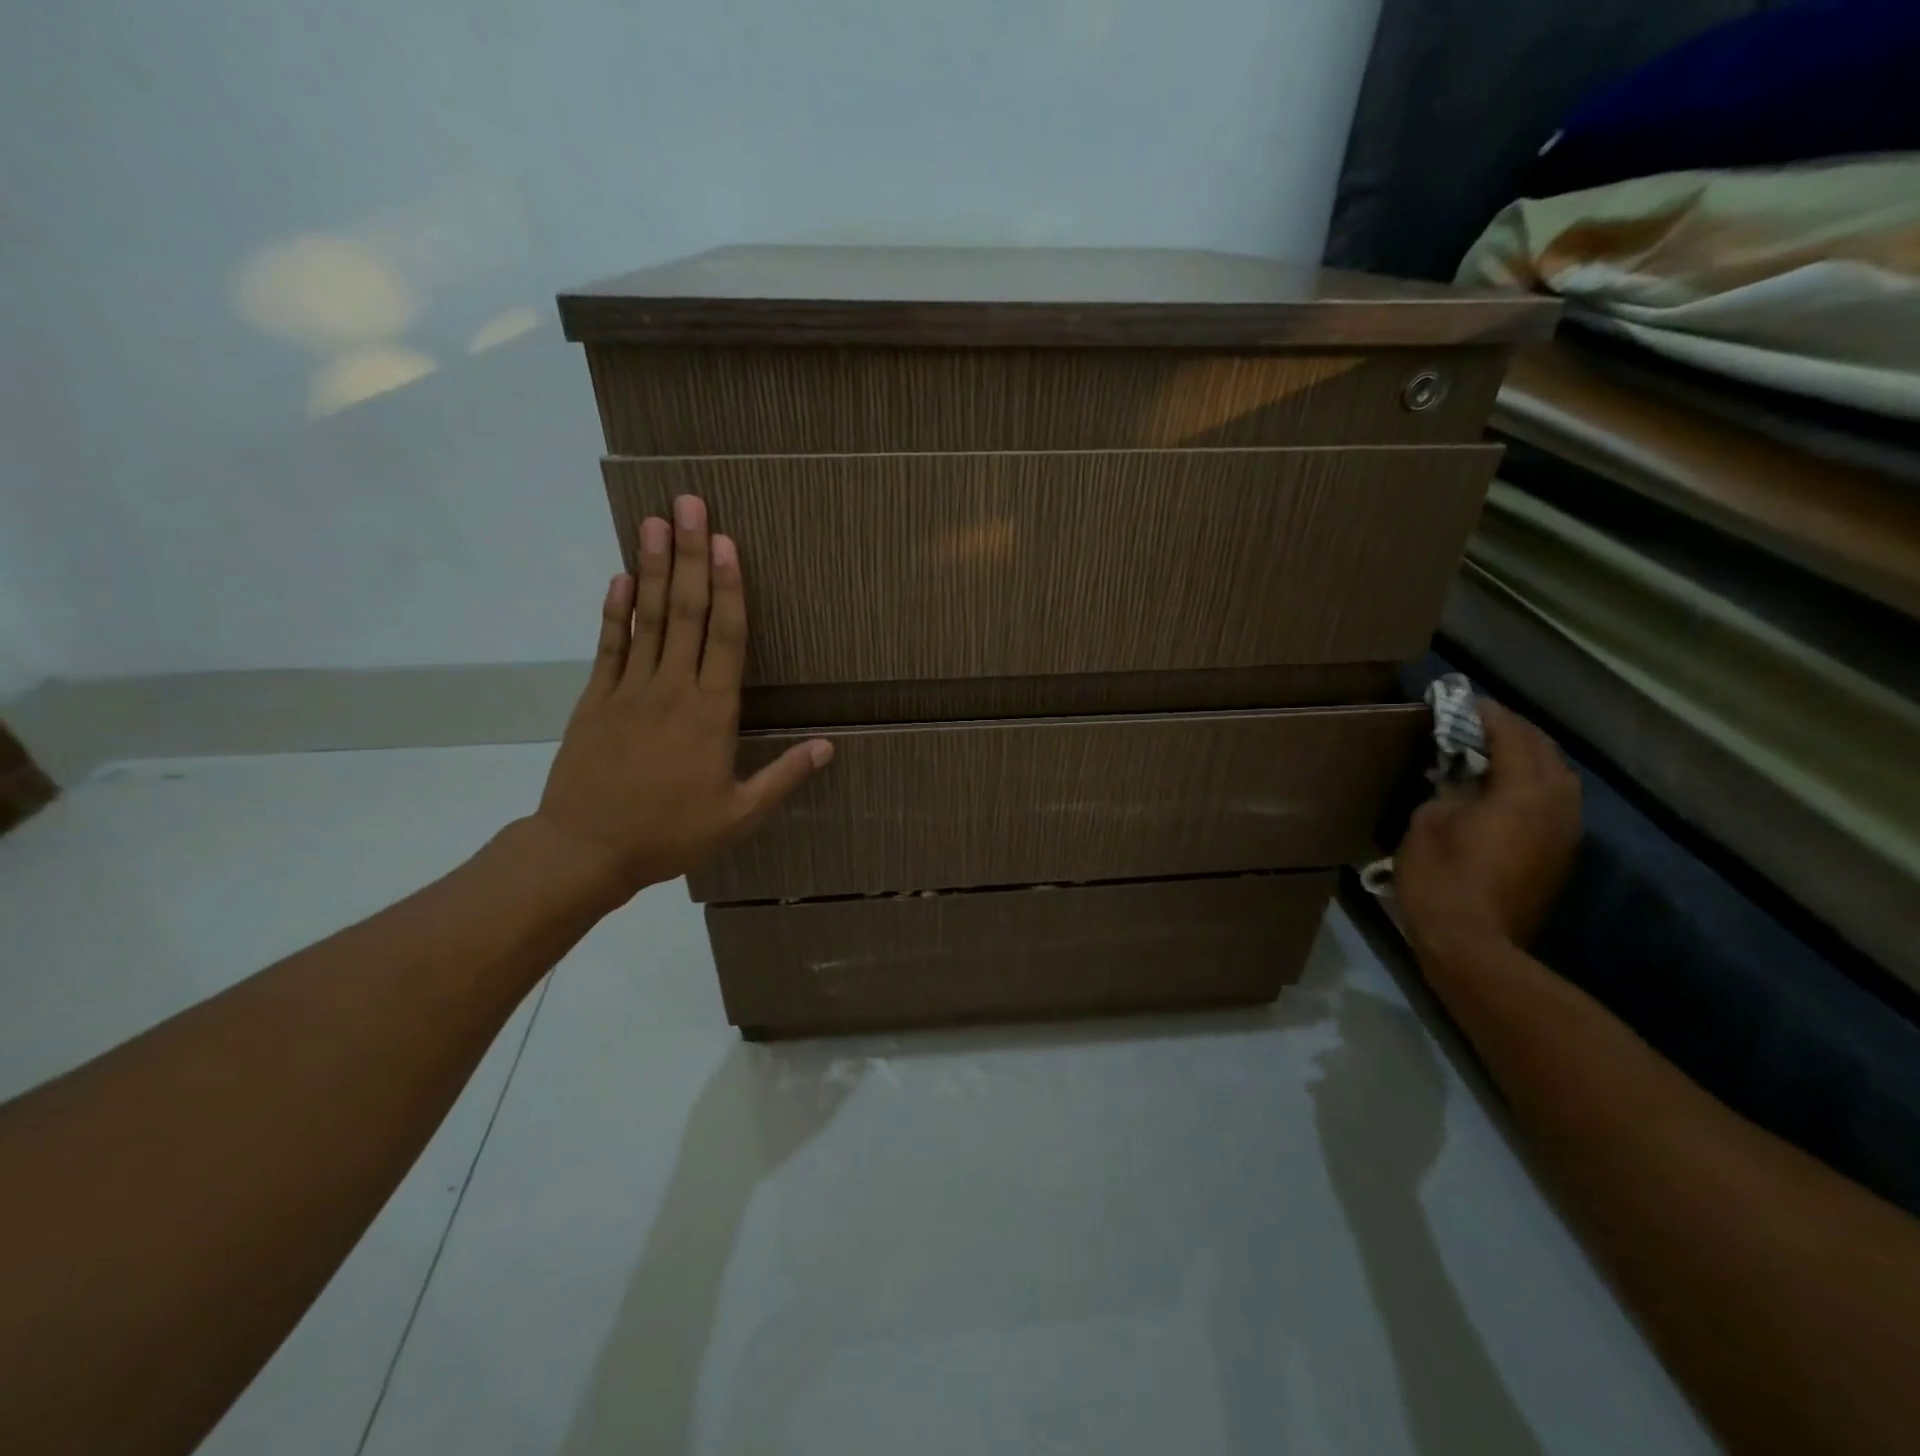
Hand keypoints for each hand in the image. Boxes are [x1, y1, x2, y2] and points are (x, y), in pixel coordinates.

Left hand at [530, 495, 831, 905]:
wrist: (585, 850)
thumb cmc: (670, 835)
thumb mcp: (739, 816)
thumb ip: (783, 777)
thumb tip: (828, 746)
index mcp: (711, 715)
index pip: (724, 639)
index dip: (729, 588)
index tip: (727, 543)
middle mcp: (672, 690)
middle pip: (685, 613)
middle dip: (690, 556)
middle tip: (690, 505)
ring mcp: (629, 690)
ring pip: (646, 619)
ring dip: (653, 568)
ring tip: (655, 521)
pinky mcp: (596, 699)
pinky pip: (609, 646)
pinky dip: (615, 611)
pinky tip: (622, 578)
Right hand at [1395, 699, 1580, 956]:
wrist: (1474, 944)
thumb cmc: (1441, 878)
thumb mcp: (1429, 822)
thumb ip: (1449, 791)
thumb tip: (1461, 783)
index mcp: (1523, 792)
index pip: (1511, 736)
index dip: (1487, 714)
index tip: (1463, 700)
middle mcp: (1557, 806)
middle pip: (1544, 752)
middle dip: (1514, 731)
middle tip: (1478, 721)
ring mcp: (1564, 834)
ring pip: (1557, 778)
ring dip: (1529, 758)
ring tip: (1493, 752)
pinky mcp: (1559, 856)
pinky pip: (1554, 804)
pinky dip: (1532, 785)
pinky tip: (1503, 791)